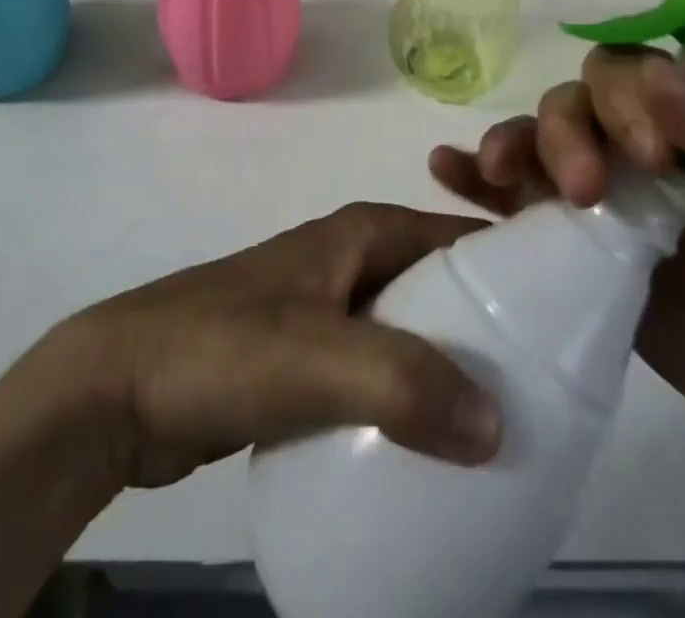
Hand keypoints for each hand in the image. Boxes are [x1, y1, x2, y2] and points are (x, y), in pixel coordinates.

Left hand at [46, 202, 503, 488]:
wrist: (118, 387)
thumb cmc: (221, 347)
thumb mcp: (317, 358)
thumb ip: (404, 382)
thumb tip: (499, 424)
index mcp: (364, 233)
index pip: (460, 235)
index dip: (513, 265)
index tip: (566, 318)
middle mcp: (353, 260)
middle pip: (441, 287)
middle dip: (490, 329)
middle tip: (543, 390)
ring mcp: (328, 309)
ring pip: (411, 333)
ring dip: (450, 371)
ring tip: (502, 427)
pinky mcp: (307, 359)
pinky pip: (378, 374)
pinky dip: (410, 401)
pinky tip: (433, 451)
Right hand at [429, 47, 684, 478]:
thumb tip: (656, 74)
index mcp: (684, 118)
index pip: (627, 74)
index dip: (623, 100)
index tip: (650, 158)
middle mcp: (632, 145)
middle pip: (572, 104)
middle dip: (567, 133)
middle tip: (587, 190)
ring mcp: (598, 196)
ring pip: (536, 142)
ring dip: (510, 144)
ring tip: (496, 169)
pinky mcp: (571, 245)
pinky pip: (513, 201)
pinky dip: (474, 181)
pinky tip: (444, 170)